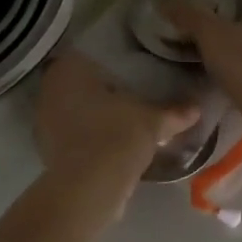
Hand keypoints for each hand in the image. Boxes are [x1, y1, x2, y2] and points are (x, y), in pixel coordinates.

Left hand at [34, 52, 199, 189]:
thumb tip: (197, 107)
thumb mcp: (152, 121)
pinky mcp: (47, 148)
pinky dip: (88, 135)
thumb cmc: (117, 137)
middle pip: (80, 82)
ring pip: (73, 108)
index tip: (129, 67)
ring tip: (121, 118)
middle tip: (129, 91)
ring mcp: (44, 120)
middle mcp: (50, 89)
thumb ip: (173, 112)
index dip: (109, 59)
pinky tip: (109, 142)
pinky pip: (72, 133)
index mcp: (70, 69)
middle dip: (102, 87)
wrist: (88, 188)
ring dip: (93, 113)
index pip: (89, 53)